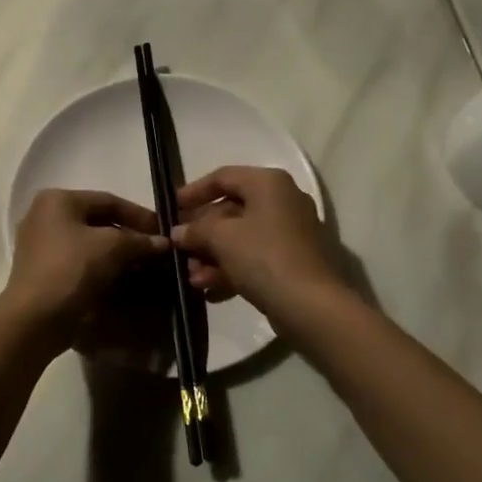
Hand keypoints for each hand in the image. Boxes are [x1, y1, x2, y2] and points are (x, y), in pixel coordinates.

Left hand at [4, 189, 167, 342]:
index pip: (109, 200)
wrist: (35, 319)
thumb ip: (140, 240)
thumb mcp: (112, 247)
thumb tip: (164, 242)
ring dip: (118, 254)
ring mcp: (41, 245)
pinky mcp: (43, 271)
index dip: (140, 215)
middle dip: (130, 236)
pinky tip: (123, 279)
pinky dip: (102, 267)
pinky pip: (79, 261)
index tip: (164, 232)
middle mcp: (45, 216)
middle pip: (98, 221)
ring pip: (90, 243)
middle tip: (156, 251)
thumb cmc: (71, 269)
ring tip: (145, 267)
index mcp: (58, 200)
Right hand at [172, 166, 342, 315]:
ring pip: (241, 238)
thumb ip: (195, 229)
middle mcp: (283, 201)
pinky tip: (209, 291)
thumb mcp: (221, 238)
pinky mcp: (293, 261)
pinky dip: (231, 270)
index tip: (171, 208)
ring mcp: (291, 233)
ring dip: (212, 256)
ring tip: (191, 277)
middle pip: (231, 210)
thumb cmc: (263, 257)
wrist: (311, 305)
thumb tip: (179, 232)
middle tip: (179, 249)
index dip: (193, 191)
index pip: (223, 177)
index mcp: (268, 183)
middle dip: (201, 233)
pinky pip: (255, 258)